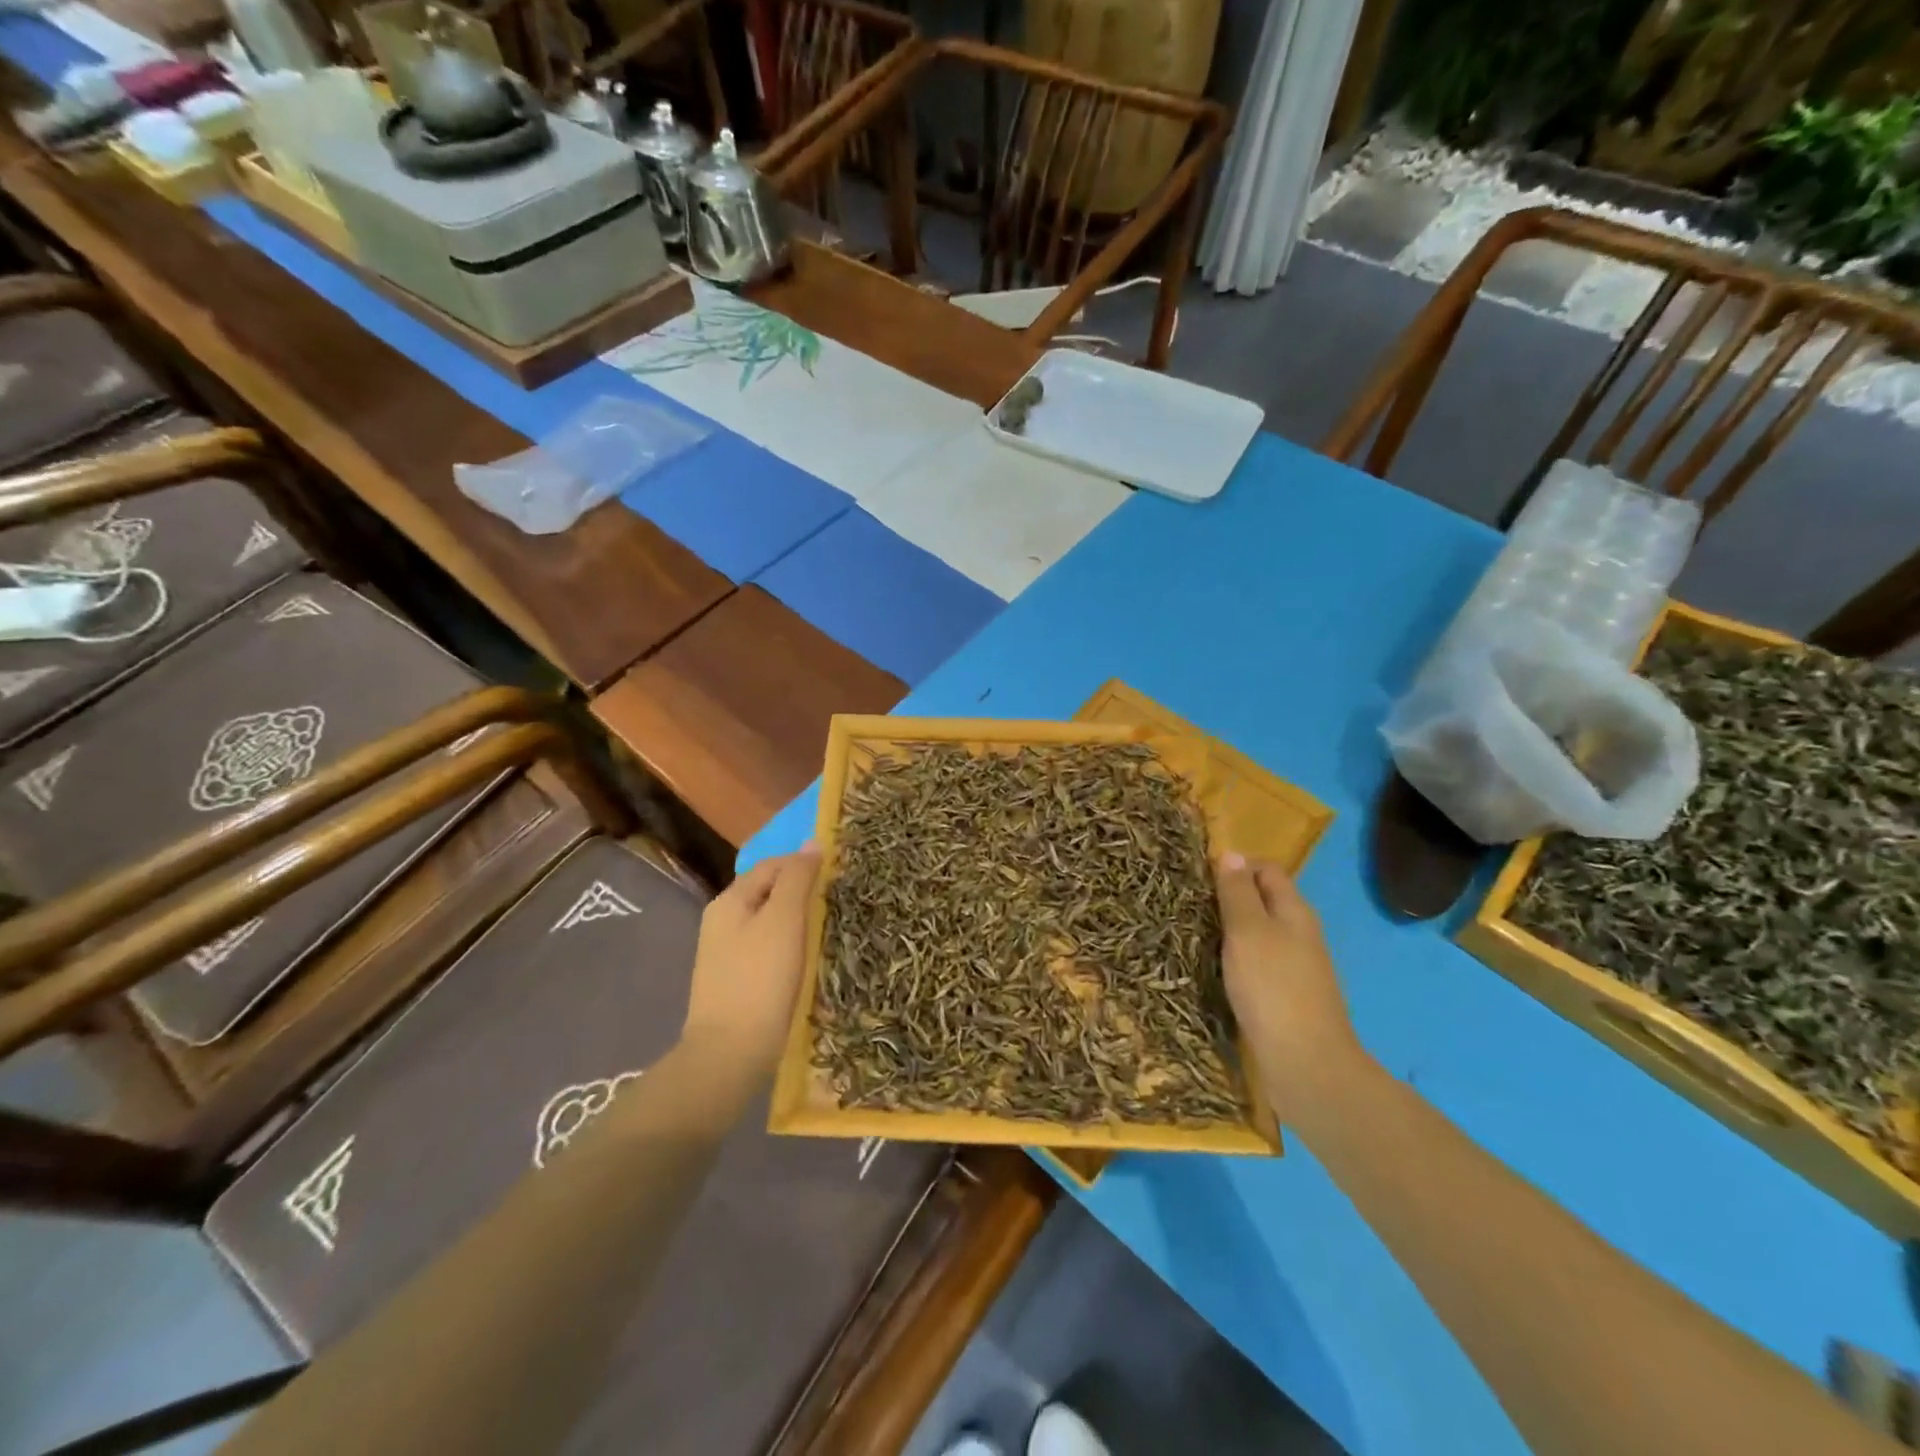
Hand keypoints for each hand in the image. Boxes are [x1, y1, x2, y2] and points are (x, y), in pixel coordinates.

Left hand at [683, 848, 820, 1069]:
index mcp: (730, 901)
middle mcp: (722, 921)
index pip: (772, 865)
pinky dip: (789, 946)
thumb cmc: (760, 979)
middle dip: (802, 893)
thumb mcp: (784, 920)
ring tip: (827, 930)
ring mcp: (726, 953)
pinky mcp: (736, 980)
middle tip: (836, 904)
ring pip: (769, 921)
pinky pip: (767, 948)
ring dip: (798, 921)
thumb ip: (798, 878)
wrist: (730, 1054)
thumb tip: (812, 843)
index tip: (838, 877)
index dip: (804, 865)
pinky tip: (806, 961)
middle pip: (769, 892)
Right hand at [1217, 853, 1370, 1127]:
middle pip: (1263, 901)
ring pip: (1258, 934)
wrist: (1305, 1065)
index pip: (1267, 870)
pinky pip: (1256, 964)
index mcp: (1294, 911)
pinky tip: (1212, 969)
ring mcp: (1294, 968)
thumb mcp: (1248, 931)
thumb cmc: (1272, 988)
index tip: (1197, 875)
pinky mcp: (1284, 997)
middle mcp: (1299, 934)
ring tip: (1191, 932)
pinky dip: (1234, 959)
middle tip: (1187, 903)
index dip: (1235, 866)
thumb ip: (1237, 893)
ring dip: (1228, 930)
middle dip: (1228, 897)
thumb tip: (1231, 854)